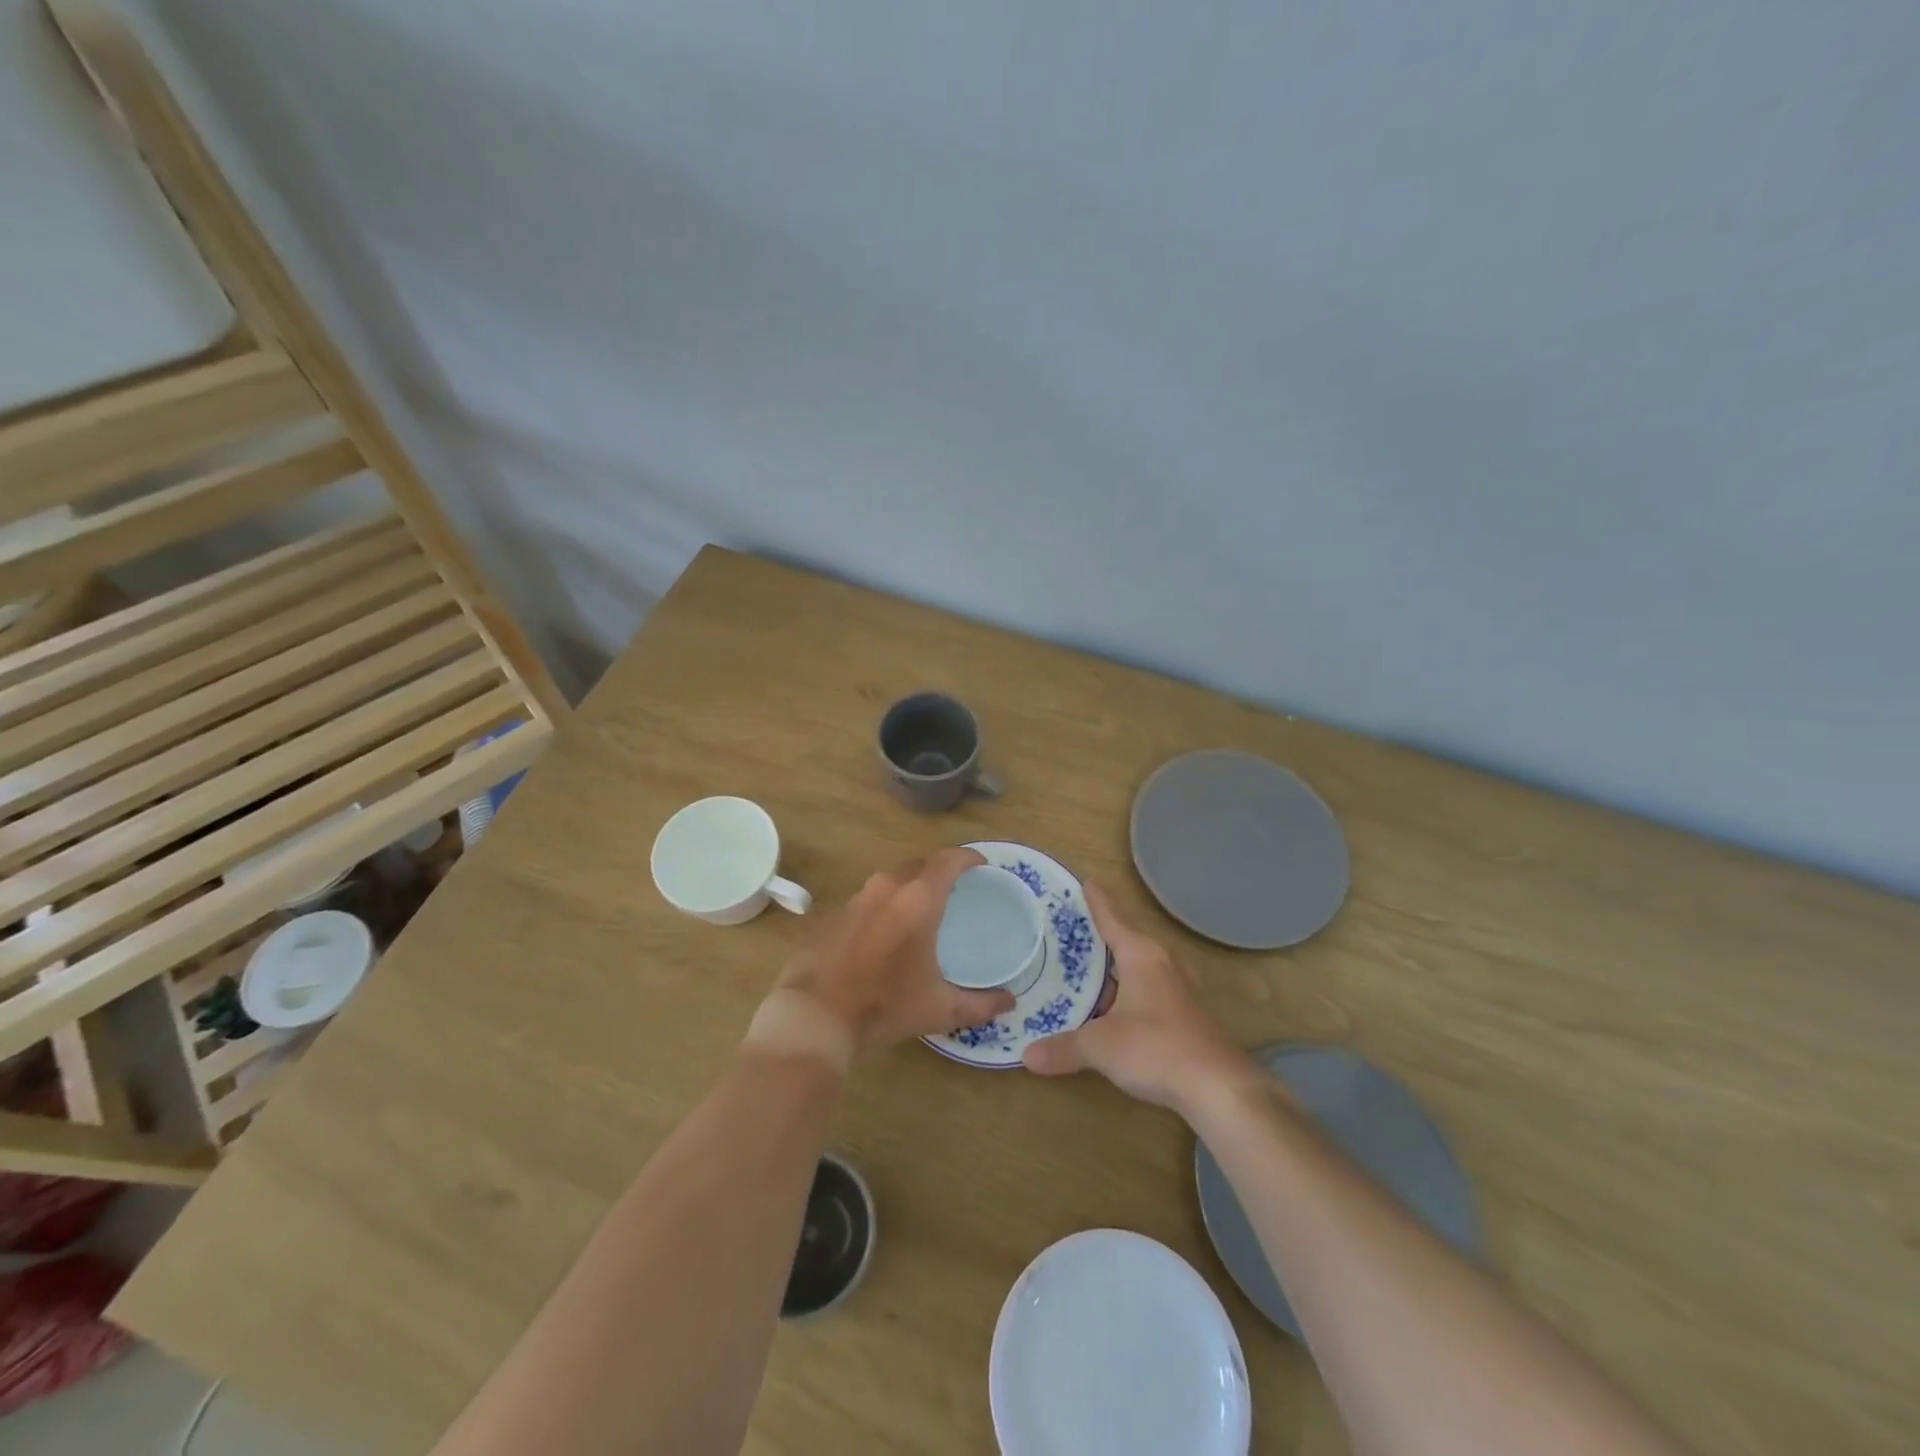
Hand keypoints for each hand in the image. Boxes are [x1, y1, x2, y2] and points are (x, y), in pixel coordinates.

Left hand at [771, 848, 1015, 1055]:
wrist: (815, 1015)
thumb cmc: (884, 1006)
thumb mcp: (939, 1010)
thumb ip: (980, 1005)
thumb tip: (1009, 1001)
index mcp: (918, 900)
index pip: (949, 860)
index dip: (968, 857)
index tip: (981, 865)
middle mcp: (887, 888)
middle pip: (920, 865)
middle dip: (940, 872)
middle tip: (955, 892)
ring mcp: (856, 898)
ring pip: (892, 880)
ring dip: (910, 888)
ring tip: (922, 911)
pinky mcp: (834, 914)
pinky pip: (869, 899)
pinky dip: (884, 907)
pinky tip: (886, 934)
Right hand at [1023, 883, 1262, 1116]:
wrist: (1218, 1087)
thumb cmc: (1156, 1048)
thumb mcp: (1101, 1047)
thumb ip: (1064, 1048)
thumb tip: (1027, 1056)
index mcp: (1140, 955)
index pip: (1112, 918)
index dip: (1097, 901)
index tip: (1085, 881)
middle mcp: (1161, 963)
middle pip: (1127, 939)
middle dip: (1101, 934)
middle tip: (1071, 929)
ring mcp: (1177, 989)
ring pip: (1139, 966)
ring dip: (1115, 966)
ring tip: (1085, 967)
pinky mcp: (1185, 1014)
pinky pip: (1148, 989)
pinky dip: (1127, 990)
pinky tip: (1112, 1008)